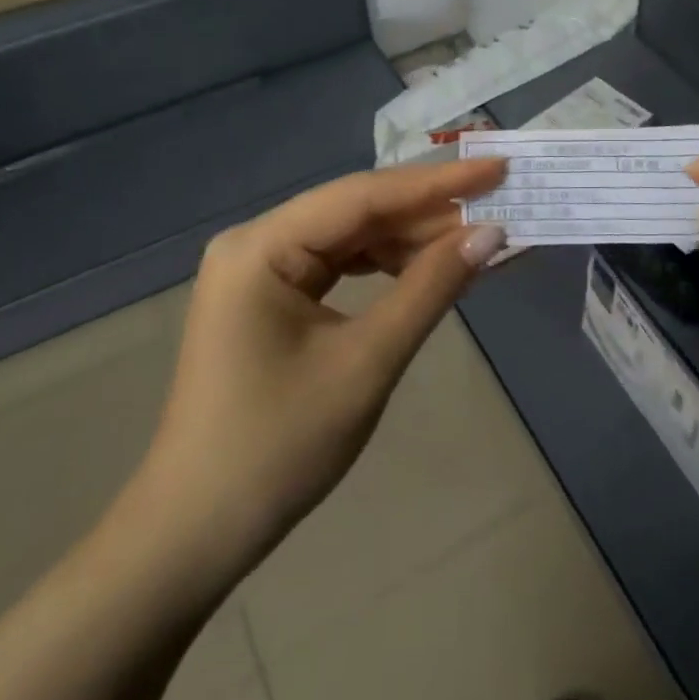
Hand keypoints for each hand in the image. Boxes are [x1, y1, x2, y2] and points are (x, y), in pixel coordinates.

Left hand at [128, 160, 507, 566]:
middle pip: (358, 210)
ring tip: (478, 235)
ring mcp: (261, 268)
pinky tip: (432, 267)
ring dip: (414, 238)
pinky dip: (388, 266)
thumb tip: (492, 234)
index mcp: (262, 246)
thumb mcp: (366, 363)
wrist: (198, 532)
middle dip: (430, 210)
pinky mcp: (272, 296)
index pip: (364, 195)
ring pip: (353, 235)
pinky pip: (341, 265)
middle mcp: (256, 241)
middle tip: (500, 202)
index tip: (497, 167)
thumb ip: (430, 289)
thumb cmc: (278, 448)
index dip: (437, 182)